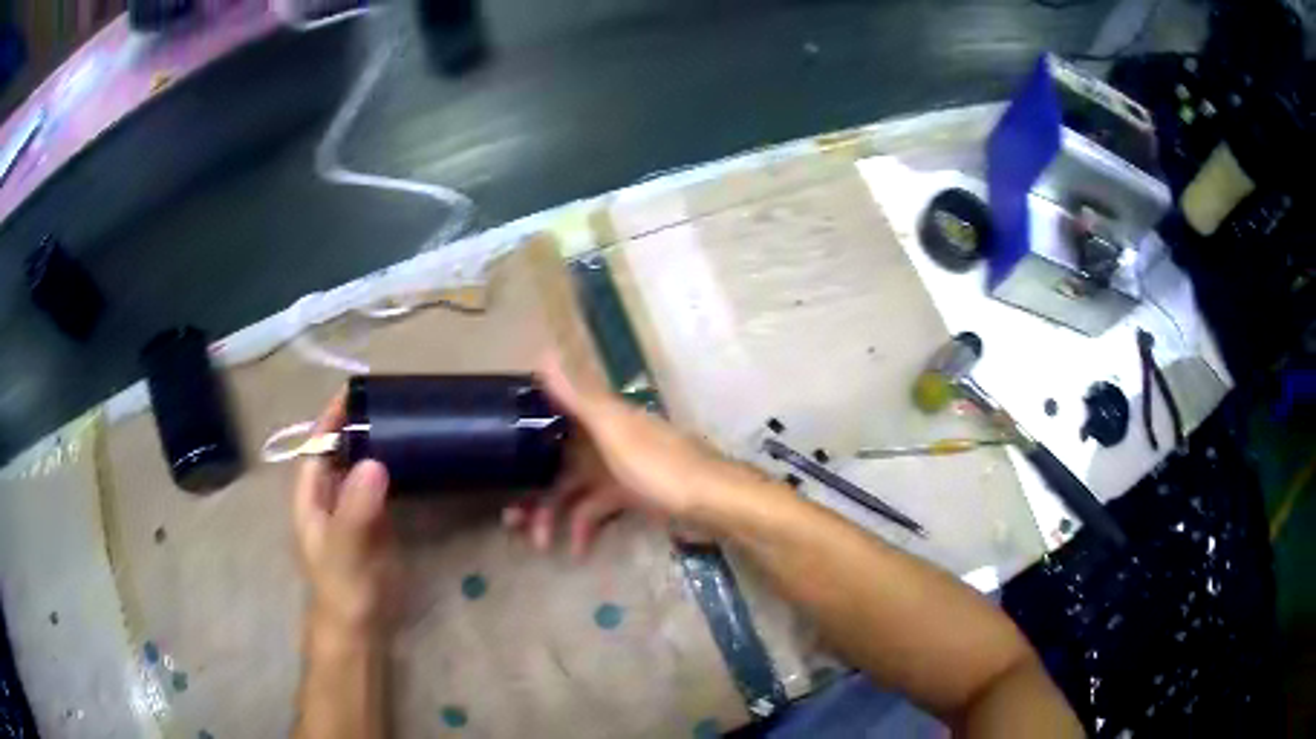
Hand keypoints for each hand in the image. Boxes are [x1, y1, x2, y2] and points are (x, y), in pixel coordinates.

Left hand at [293, 393, 398, 634]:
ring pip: (361, 467)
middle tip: (392, 401)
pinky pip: (382, 487)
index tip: (355, 391)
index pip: (318, 447)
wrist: (360, 626)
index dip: (332, 419)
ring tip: (407, 421)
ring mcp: (353, 510)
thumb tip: (373, 462)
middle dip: (359, 426)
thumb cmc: (342, 587)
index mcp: (311, 496)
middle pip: (341, 451)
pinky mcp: (376, 524)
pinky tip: (414, 460)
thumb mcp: (345, 549)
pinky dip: (393, 470)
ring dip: (378, 445)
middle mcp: (329, 496)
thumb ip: (355, 509)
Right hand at [504, 357, 752, 557]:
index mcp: (601, 419)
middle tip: (512, 521)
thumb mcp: (614, 432)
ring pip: (574, 492)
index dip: (524, 438)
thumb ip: (578, 398)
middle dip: (534, 492)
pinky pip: (597, 511)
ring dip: (555, 516)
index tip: (498, 458)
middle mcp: (606, 440)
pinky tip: (579, 551)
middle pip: (558, 464)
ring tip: (541, 544)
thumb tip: (541, 352)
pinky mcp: (631, 498)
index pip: (551, 420)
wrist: (712, 503)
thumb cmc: (660, 466)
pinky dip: (586, 529)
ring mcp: (618, 471)